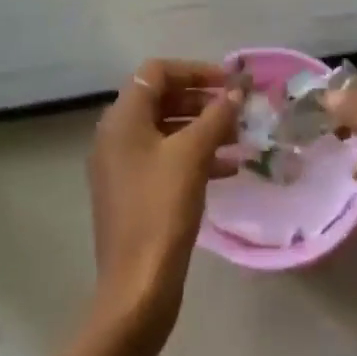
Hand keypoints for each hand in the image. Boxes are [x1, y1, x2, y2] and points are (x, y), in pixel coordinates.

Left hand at [88, 59, 239, 341]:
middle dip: (202, 100)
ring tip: (241, 138)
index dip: (195, 70)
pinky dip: (195, 155)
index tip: (229, 83)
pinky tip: (228, 168)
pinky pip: (166, 159)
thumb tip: (236, 92)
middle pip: (161, 100)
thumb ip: (216, 116)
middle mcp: (116, 136)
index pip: (157, 72)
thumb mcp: (192, 156)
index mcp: (122, 119)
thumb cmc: (162, 209)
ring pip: (167, 131)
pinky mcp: (134, 192)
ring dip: (203, 128)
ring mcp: (122, 166)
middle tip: (238, 109)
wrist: (137, 284)